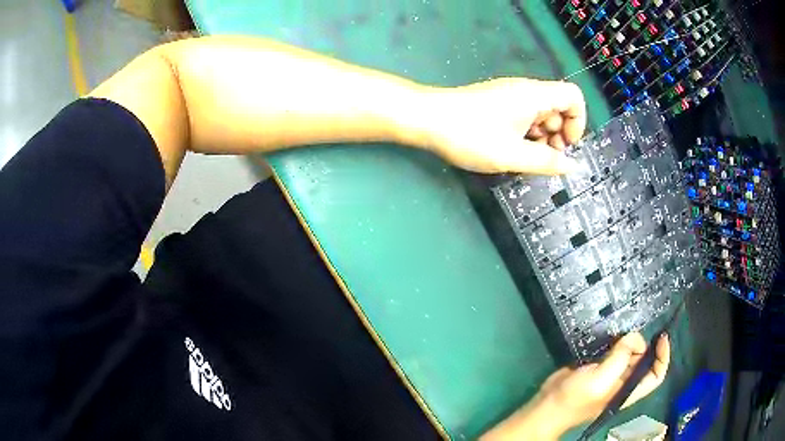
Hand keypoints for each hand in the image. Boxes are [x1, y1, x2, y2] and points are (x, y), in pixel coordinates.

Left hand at [418, 78, 586, 174]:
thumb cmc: (470, 136)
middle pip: (558, 107)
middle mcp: (525, 91)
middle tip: (544, 159)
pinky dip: (526, 133)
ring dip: (541, 137)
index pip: (573, 97)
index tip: (566, 146)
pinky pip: (523, 116)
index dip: (578, 122)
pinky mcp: (497, 103)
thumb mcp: (513, 155)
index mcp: (535, 95)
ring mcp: (510, 95)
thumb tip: (572, 167)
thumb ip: (546, 162)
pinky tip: (511, 150)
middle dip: (558, 135)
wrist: (427, 119)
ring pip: (540, 114)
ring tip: (525, 158)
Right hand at [482, 332, 669, 439]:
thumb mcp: (601, 380)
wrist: (548, 404)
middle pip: (643, 360)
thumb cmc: (576, 398)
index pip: (656, 375)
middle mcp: (623, 382)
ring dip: (627, 341)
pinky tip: (609, 335)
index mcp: (628, 390)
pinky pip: (613, 351)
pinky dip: (615, 341)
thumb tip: (633, 337)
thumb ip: (620, 357)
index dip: (663, 357)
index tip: (661, 337)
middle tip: (627, 335)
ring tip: (618, 333)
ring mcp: (610, 374)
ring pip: (629, 353)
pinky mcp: (598, 367)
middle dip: (641, 344)